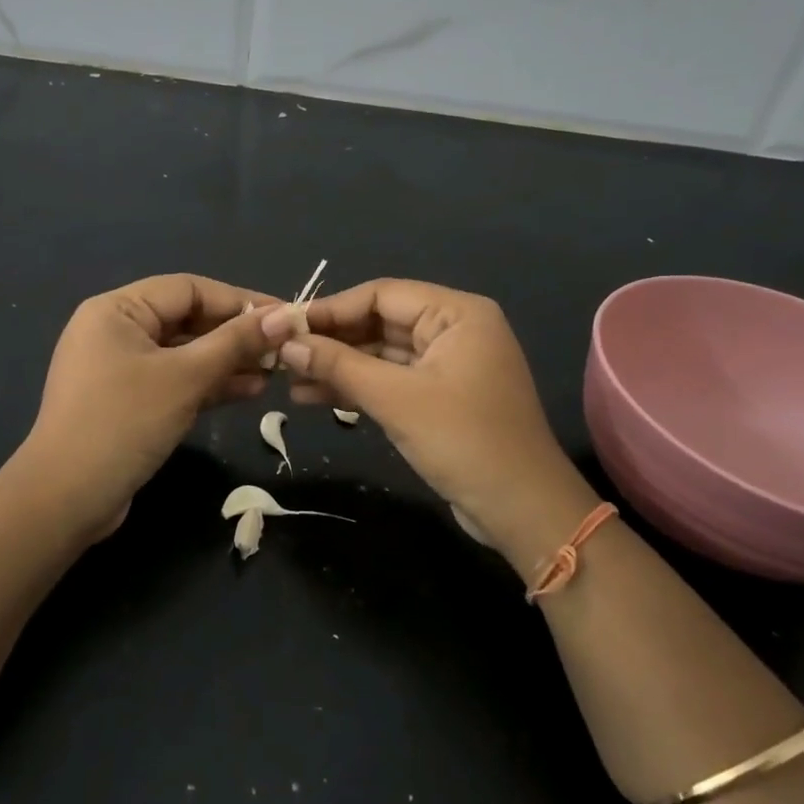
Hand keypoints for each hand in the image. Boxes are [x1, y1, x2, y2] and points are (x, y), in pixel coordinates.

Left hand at [18, 274, 279, 540]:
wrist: (66, 499)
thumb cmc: (124, 422)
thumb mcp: (184, 378)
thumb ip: (235, 343)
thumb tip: (285, 316)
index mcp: (117, 310)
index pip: (188, 289)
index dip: (239, 300)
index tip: (284, 316)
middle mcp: (115, 332)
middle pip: (187, 320)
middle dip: (236, 334)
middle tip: (284, 348)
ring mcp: (120, 370)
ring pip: (184, 354)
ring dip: (228, 362)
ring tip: (275, 372)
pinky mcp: (128, 404)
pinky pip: (175, 382)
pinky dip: (209, 384)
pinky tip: (250, 391)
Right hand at [261, 279, 597, 573]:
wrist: (522, 509)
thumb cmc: (464, 441)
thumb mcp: (396, 399)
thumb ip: (340, 365)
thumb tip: (287, 343)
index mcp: (456, 313)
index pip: (381, 294)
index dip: (330, 309)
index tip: (285, 325)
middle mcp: (454, 330)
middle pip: (380, 322)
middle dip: (331, 340)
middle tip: (281, 355)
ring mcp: (448, 365)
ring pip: (381, 354)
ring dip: (338, 366)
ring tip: (289, 380)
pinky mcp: (440, 397)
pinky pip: (391, 380)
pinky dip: (357, 387)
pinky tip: (315, 396)